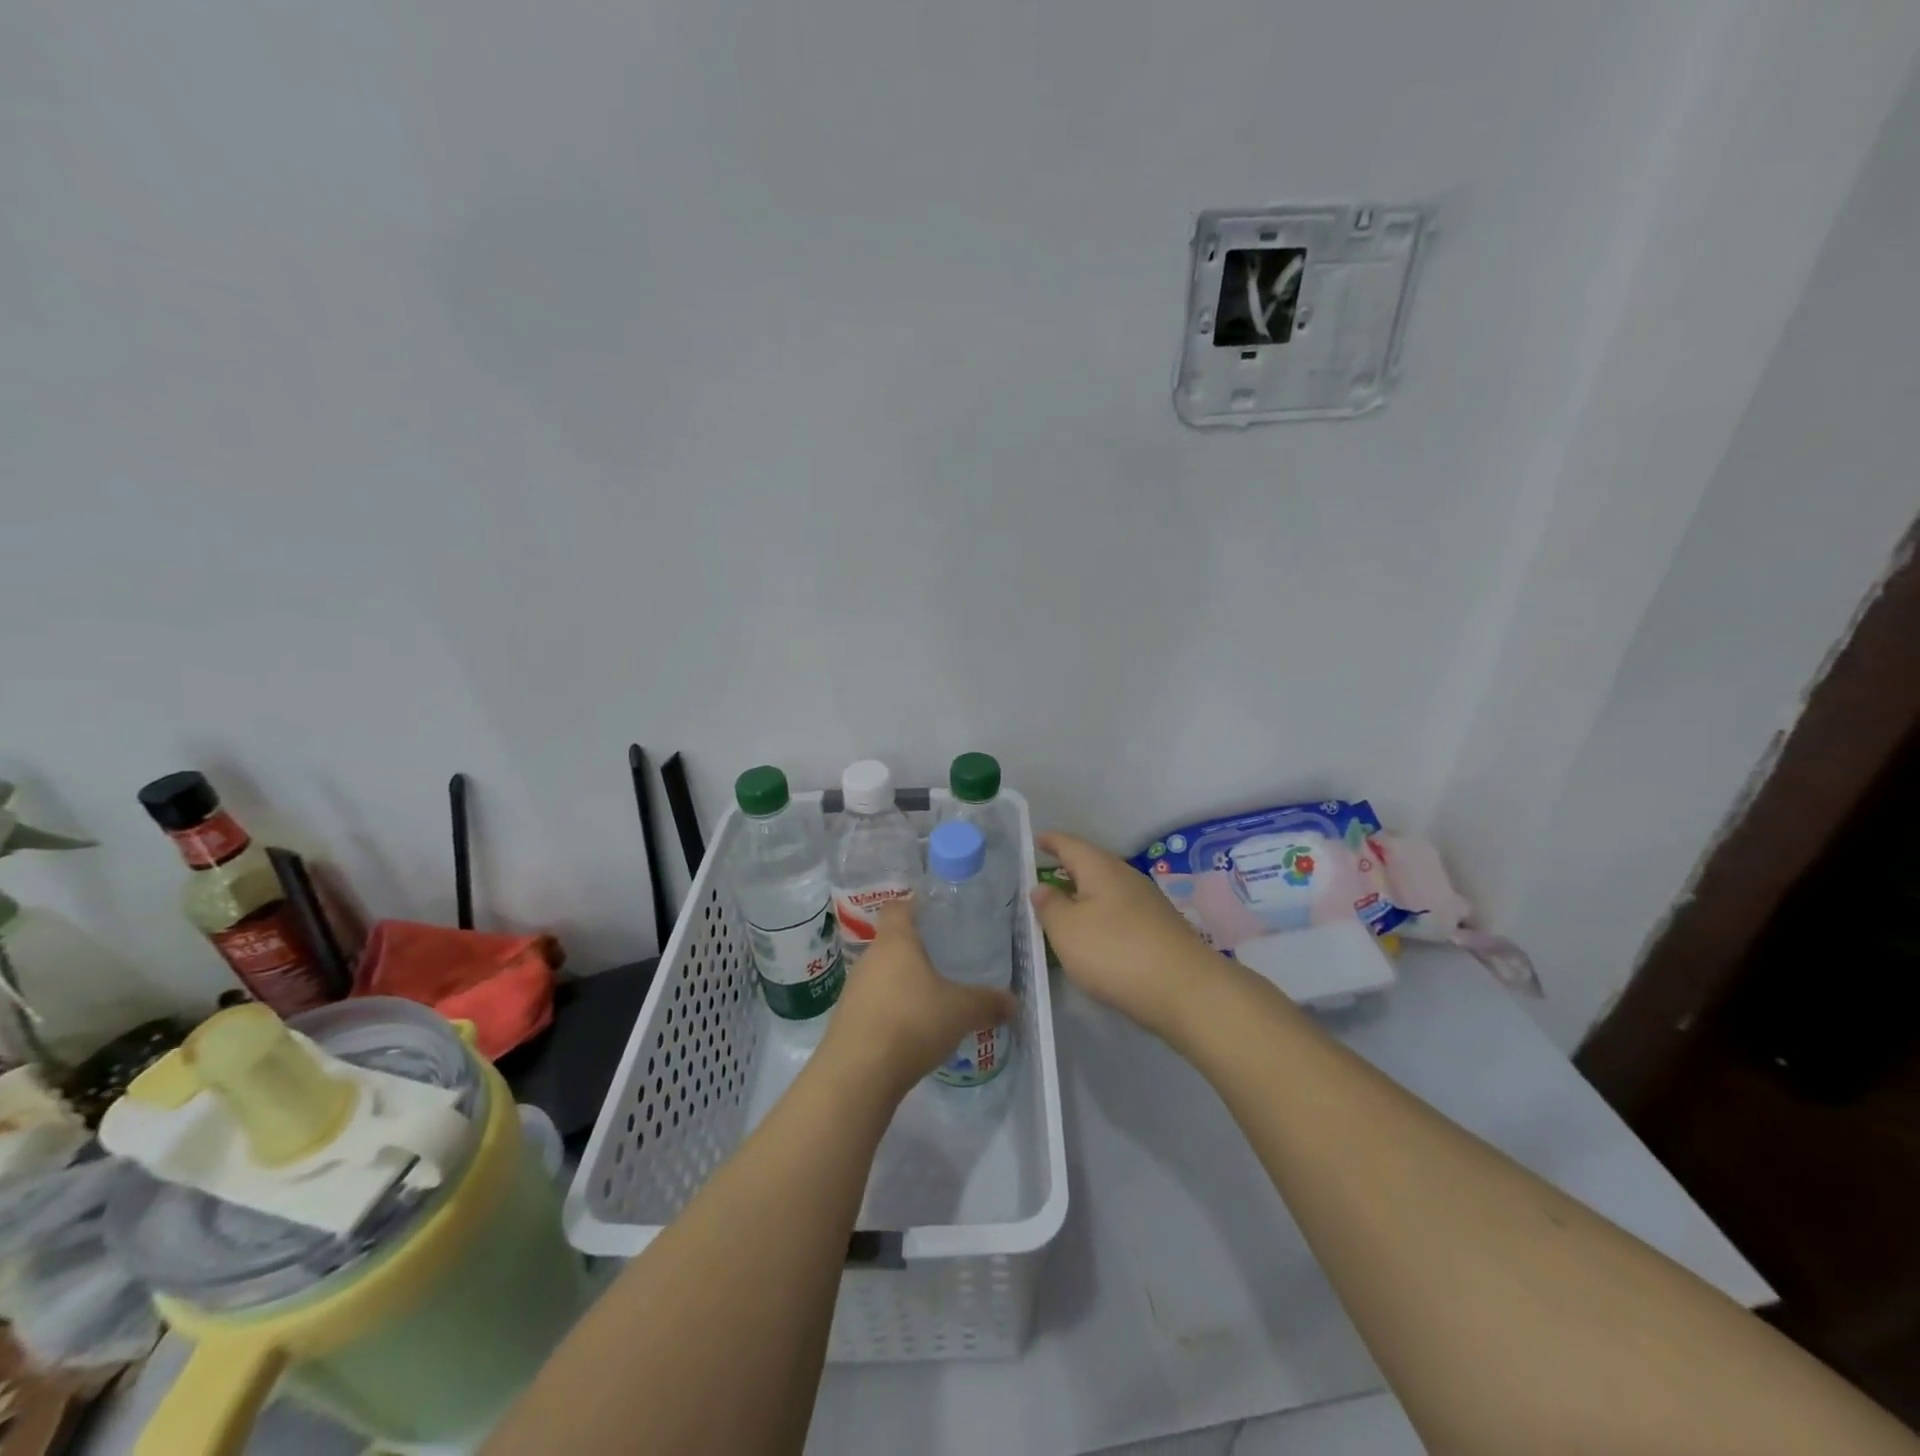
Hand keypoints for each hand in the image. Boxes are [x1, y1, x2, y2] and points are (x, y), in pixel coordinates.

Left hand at [817, 900, 1018, 1098]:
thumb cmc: (912, 1022)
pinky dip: (892, 1012)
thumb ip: (988, 1003)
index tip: (938, 917)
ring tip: (932, 1000)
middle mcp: (869, 958)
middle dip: (917, 952)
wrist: (857, 1074)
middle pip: (892, 943)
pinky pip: (874, 1005)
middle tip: (947, 963)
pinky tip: (912, 1031)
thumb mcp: (961, 1011)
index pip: (898, 907)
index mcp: (895, 941)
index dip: (916, 906)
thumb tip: (1012, 1002)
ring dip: (903, 985)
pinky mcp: (847, 1021)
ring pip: (882, 976)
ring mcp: (853, 990)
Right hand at [1031, 832, 1220, 1035]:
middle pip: (1093, 864)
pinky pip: (1122, 912)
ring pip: (1109, 889)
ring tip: (1067, 907)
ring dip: (1087, 894)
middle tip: (1046, 875)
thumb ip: (1049, 906)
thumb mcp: (1067, 930)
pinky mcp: (1161, 929)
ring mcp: (1149, 903)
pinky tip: (1098, 934)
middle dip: (1070, 868)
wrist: (1185, 990)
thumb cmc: (1115, 951)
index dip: (1051, 841)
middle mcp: (1127, 877)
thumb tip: (1041, 887)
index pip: (1070, 844)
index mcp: (1101, 868)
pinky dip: (1104, 916)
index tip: (1036, 839)